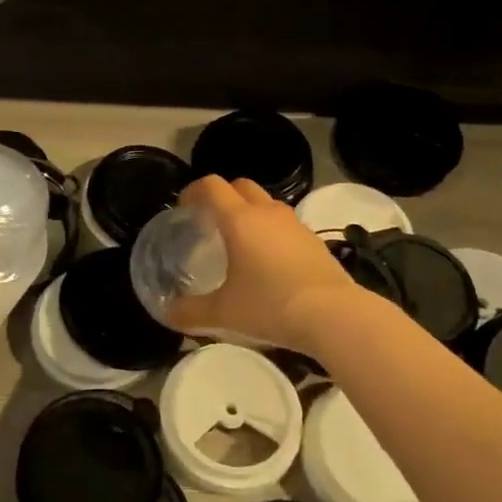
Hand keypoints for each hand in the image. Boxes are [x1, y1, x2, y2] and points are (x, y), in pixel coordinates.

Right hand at [164, 176, 359, 353]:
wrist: (333, 316)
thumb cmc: (270, 306)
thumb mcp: (223, 313)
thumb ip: (190, 312)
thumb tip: (168, 313)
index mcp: (240, 220)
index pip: (212, 186)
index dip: (194, 190)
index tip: (184, 208)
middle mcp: (267, 213)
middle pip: (241, 185)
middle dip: (223, 196)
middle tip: (211, 221)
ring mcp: (295, 224)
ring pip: (267, 203)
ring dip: (250, 212)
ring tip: (240, 241)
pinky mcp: (315, 241)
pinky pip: (286, 224)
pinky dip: (272, 231)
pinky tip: (269, 261)